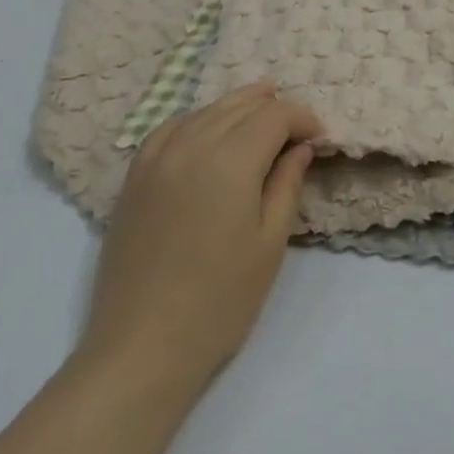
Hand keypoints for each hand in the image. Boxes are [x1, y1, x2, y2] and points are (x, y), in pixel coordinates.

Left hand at [77, 83, 321, 400]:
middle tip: (295, 127)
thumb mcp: (269, 243)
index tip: (319, 135)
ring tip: (259, 112)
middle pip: (239, 106)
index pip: (273, 116)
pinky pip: (169, 129)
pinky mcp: (134, 177)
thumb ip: (286, 184)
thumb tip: (300, 147)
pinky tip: (207, 131)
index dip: (301, 118)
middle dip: (272, 108)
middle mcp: (190, 146)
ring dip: (237, 108)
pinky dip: (197, 120)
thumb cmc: (220, 301)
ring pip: (204, 111)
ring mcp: (156, 159)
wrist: (142, 347)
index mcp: (230, 161)